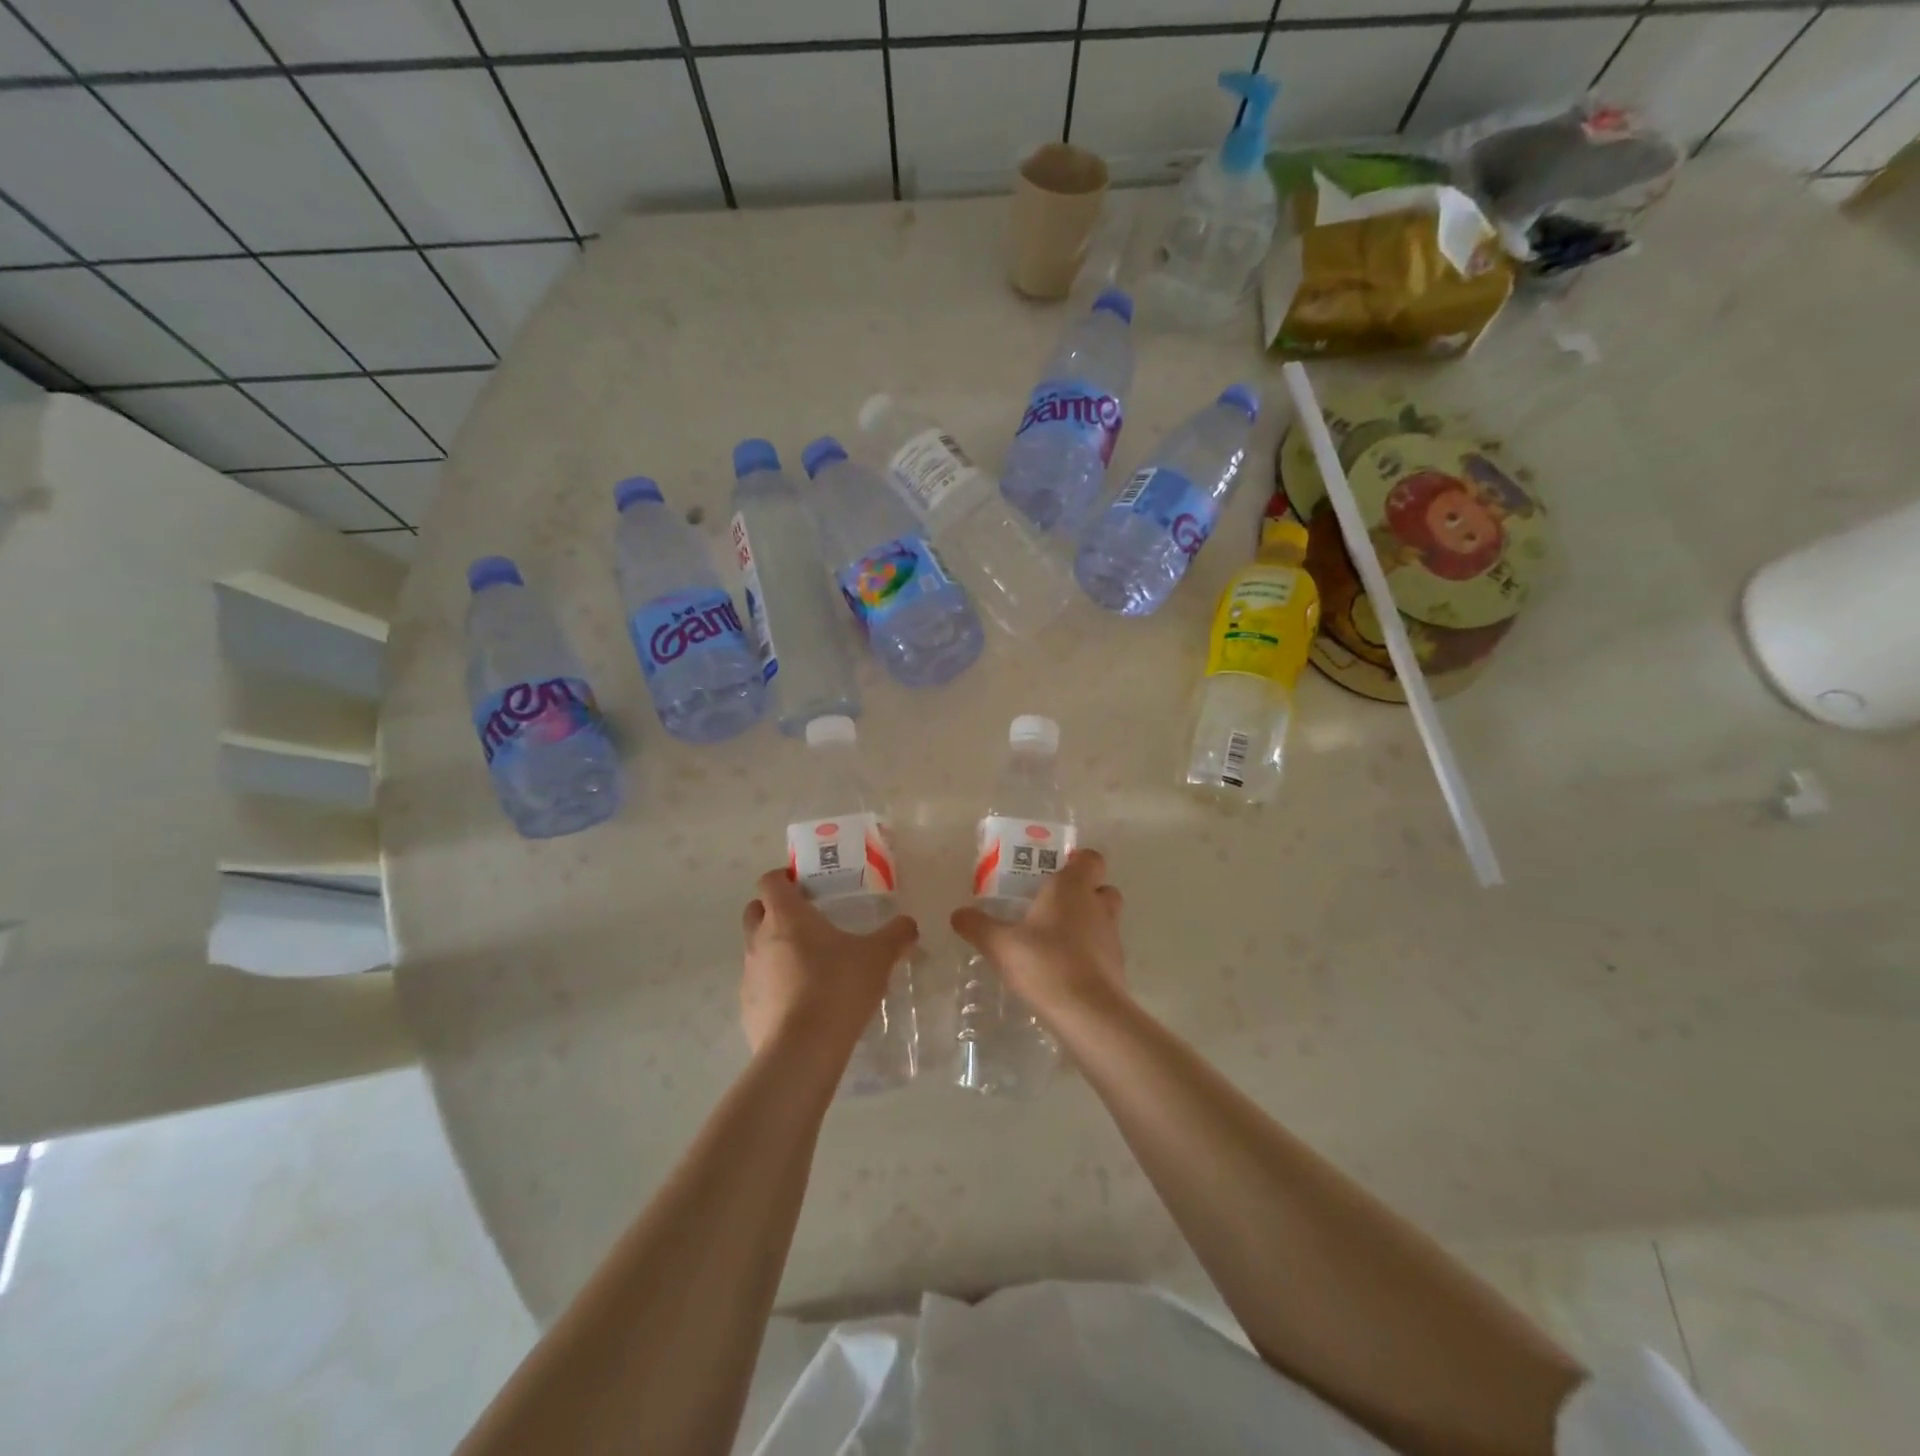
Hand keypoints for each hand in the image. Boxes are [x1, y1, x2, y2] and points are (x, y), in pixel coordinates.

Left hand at [740, 869, 918, 1055]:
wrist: (803, 1049)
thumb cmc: (838, 986)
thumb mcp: (878, 956)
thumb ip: (895, 935)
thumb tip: (908, 924)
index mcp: (786, 916)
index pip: (770, 881)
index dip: (784, 878)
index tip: (805, 886)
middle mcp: (759, 939)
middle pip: (755, 911)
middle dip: (774, 910)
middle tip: (806, 921)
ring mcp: (749, 975)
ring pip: (756, 950)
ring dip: (775, 950)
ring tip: (809, 966)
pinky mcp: (747, 1009)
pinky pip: (759, 986)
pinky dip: (775, 986)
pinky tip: (801, 1002)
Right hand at [950, 848, 1126, 1021]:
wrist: (1089, 1014)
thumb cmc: (1045, 964)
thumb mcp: (1000, 945)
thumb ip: (978, 926)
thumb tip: (958, 914)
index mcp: (1072, 887)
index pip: (1090, 858)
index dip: (1077, 861)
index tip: (1053, 872)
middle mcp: (1098, 905)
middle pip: (1101, 887)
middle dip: (1083, 892)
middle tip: (1052, 905)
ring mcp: (1112, 936)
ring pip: (1105, 917)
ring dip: (1087, 922)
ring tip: (1055, 939)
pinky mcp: (1117, 966)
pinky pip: (1104, 948)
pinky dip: (1090, 952)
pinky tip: (1064, 968)